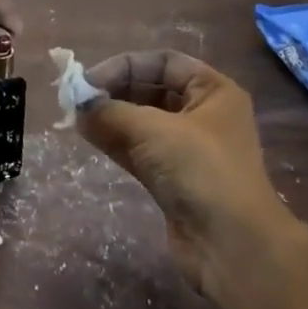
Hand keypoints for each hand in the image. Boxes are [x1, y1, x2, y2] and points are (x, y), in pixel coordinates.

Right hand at [75, 51, 298, 297]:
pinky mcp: (173, 179)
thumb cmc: (200, 171)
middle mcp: (202, 115)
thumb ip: (110, 112)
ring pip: (141, 121)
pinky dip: (114, 141)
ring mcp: (188, 149)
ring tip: (75, 116)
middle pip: (151, 89)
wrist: (232, 246)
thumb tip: (76, 104)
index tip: (90, 80)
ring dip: (109, 117)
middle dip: (114, 91)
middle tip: (77, 99)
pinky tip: (87, 135)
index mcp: (212, 91)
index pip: (163, 63)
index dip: (125, 66)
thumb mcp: (153, 131)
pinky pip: (138, 149)